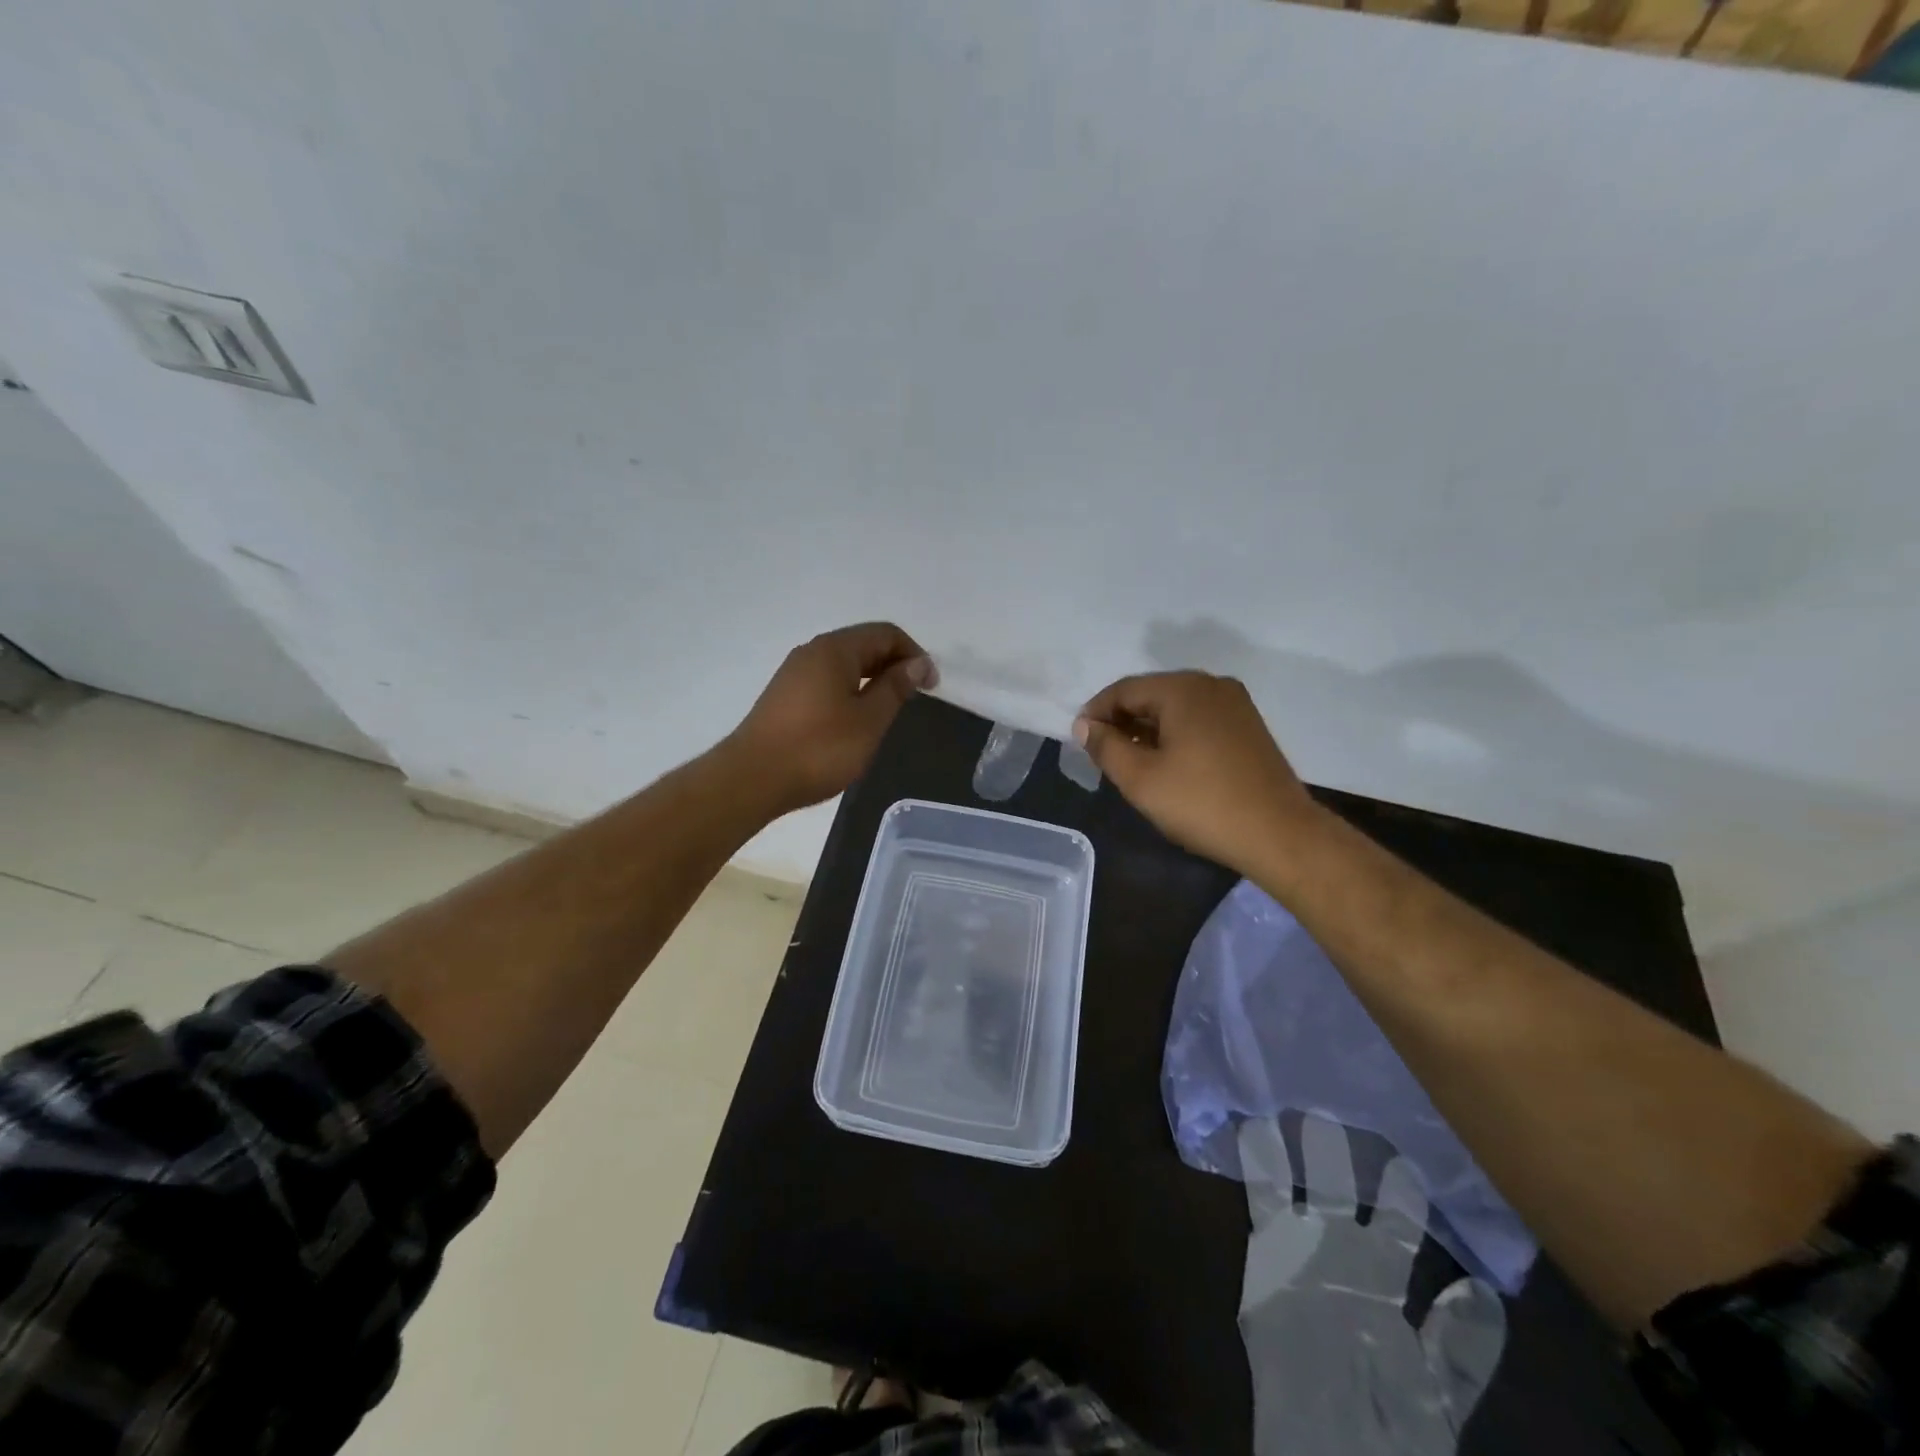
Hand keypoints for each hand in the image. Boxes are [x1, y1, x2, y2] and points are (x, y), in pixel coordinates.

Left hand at [727, 622, 933, 814]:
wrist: (752, 778)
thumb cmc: (819, 748)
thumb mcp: (869, 720)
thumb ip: (895, 688)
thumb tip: (916, 663)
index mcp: (835, 650)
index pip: (885, 634)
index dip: (914, 654)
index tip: (931, 686)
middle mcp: (812, 652)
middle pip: (863, 644)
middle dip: (894, 664)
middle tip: (914, 698)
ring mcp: (794, 673)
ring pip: (844, 664)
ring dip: (872, 679)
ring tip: (888, 711)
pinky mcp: (785, 696)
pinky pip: (827, 681)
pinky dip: (850, 691)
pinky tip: (855, 720)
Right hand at [1074, 671, 1318, 875]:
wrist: (1279, 834)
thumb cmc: (1201, 804)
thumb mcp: (1140, 778)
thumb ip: (1105, 746)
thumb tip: (1085, 726)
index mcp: (1183, 688)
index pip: (1124, 690)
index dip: (1095, 713)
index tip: (1079, 742)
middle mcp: (1211, 685)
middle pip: (1151, 694)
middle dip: (1122, 721)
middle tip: (1102, 754)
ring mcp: (1235, 704)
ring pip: (1175, 707)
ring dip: (1147, 729)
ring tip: (1130, 762)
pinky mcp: (1248, 726)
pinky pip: (1198, 719)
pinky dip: (1174, 734)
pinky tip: (1167, 763)